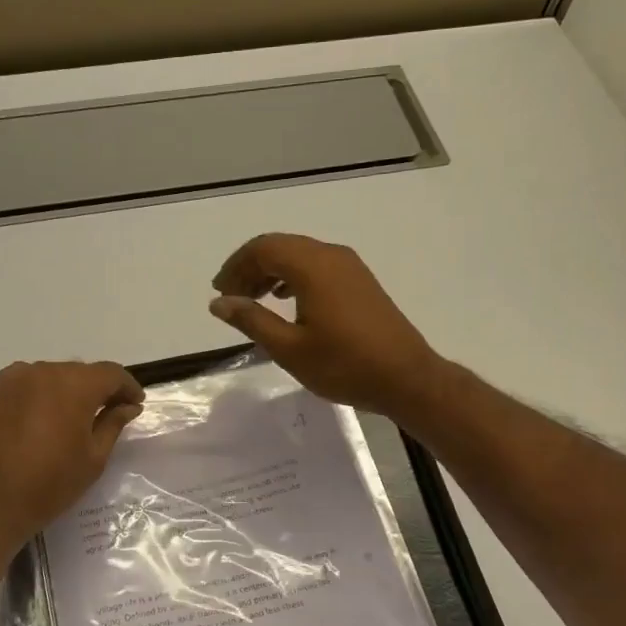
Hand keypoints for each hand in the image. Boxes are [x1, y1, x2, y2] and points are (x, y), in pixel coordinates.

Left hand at [0, 361, 145, 553]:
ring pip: (51, 376)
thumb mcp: (93, 458)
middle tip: (107, 412)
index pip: (111, 373)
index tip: (135, 404)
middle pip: (80, 372)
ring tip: (70, 419)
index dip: (127, 387)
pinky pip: (25, 385)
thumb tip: (128, 406)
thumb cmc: (49, 484)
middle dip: (96, 389)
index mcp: (74, 385)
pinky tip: (40, 420)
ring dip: (66, 391)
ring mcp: (12, 379)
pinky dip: (39, 396)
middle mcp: (43, 371)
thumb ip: (113, 424)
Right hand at [209, 234, 445, 418]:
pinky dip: (293, 277)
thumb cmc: (344, 365)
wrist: (406, 378)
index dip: (236, 266)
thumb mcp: (289, 348)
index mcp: (312, 266)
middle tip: (231, 297)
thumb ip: (252, 320)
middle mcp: (331, 256)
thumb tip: (220, 302)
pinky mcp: (360, 281)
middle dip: (251, 267)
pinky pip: (317, 266)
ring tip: (253, 300)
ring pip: (300, 255)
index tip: (219, 292)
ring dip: (271, 272)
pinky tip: (286, 300)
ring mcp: (350, 267)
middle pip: (280, 246)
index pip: (263, 248)